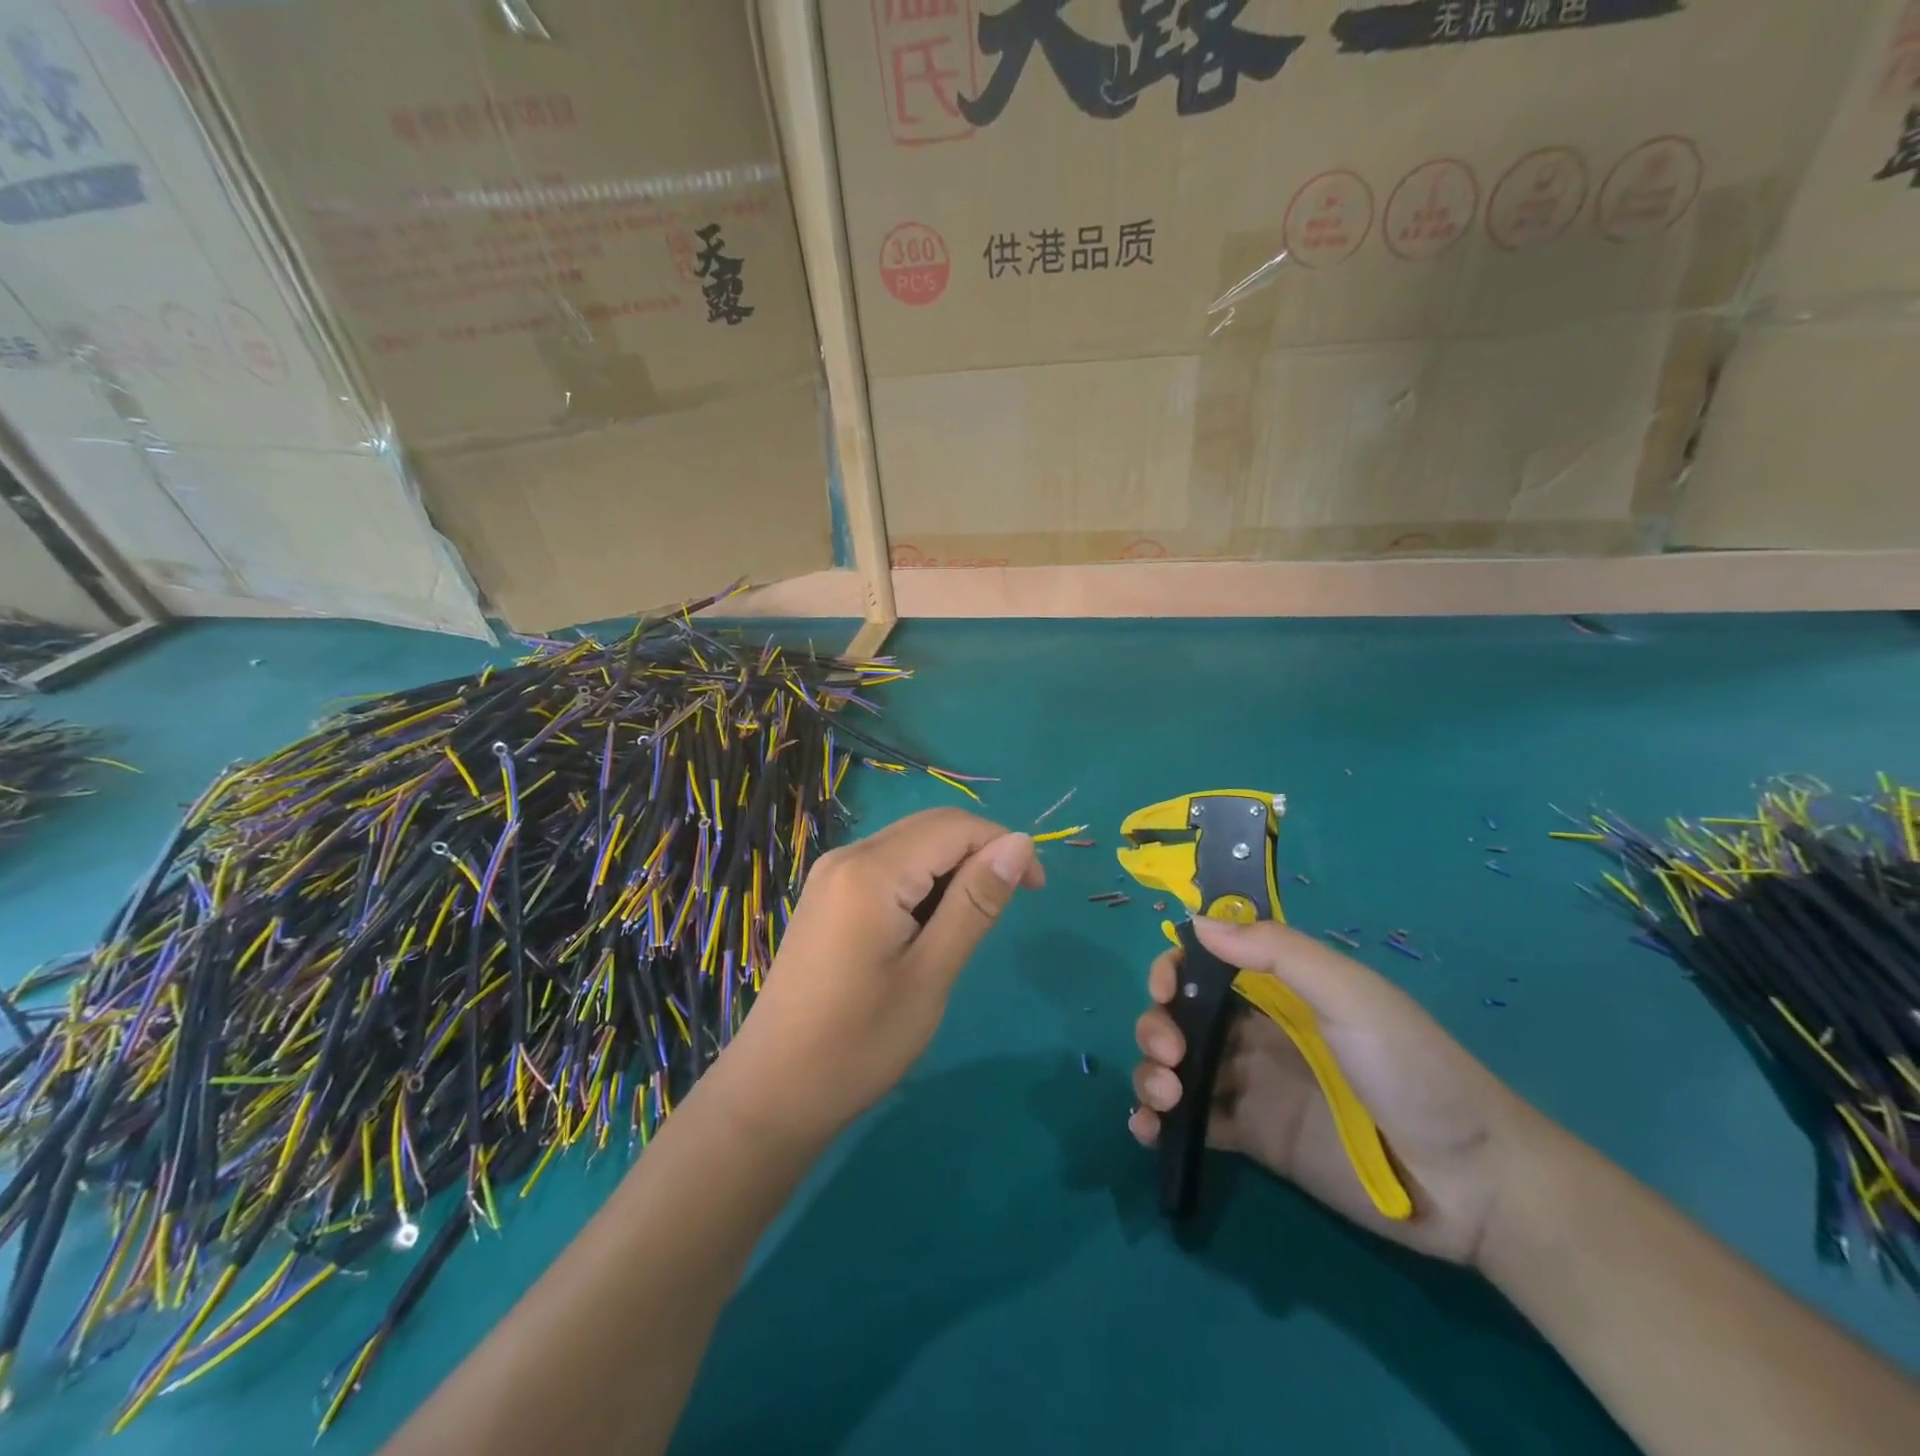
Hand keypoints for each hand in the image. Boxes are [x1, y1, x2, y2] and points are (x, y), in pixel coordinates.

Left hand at [728, 808, 1042, 1143]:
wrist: (774, 1091)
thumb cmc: (859, 1042)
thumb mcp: (931, 974)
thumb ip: (976, 902)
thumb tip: (1021, 843)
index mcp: (872, 870)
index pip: (955, 825)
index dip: (1004, 845)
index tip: (1036, 892)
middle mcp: (848, 856)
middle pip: (930, 826)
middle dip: (979, 852)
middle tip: (1005, 908)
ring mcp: (831, 874)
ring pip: (909, 844)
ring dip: (950, 870)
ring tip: (965, 927)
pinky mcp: (826, 896)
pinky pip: (886, 865)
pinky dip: (921, 883)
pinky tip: (926, 928)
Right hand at [1129, 918, 1540, 1265]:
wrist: (1471, 1183)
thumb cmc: (1413, 1069)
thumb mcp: (1352, 996)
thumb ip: (1278, 953)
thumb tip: (1197, 921)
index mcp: (1278, 990)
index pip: (1206, 964)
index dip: (1174, 968)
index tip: (1164, 988)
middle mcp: (1255, 1031)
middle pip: (1180, 1015)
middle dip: (1156, 1025)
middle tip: (1169, 1055)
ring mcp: (1250, 1086)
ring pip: (1177, 1066)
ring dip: (1151, 1073)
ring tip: (1165, 1098)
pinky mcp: (1251, 1138)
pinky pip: (1192, 1122)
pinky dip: (1157, 1121)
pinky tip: (1147, 1129)